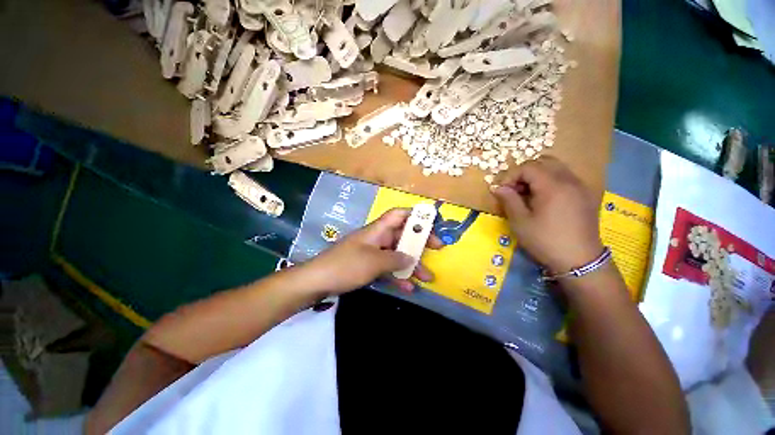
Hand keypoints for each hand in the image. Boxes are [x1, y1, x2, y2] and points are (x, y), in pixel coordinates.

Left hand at [301, 208, 442, 294]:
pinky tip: (409, 288)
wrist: (317, 281)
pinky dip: (398, 275)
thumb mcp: (374, 262)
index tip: (432, 223)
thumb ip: (395, 259)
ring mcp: (373, 253)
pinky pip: (388, 268)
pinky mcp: (368, 266)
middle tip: (437, 249)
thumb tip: (411, 258)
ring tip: (428, 277)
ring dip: (412, 264)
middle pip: (402, 235)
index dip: (415, 215)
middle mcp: (377, 238)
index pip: (398, 214)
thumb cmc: (346, 266)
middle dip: (420, 242)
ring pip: (397, 253)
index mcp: (377, 230)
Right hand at [491, 156, 603, 273]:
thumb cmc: (545, 241)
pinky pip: (565, 178)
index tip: (502, 190)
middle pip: (544, 161)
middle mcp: (569, 180)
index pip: (528, 167)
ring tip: (528, 194)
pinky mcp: (585, 195)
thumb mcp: (520, 222)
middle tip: (515, 189)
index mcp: (552, 186)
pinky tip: (544, 199)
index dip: (511, 176)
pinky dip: (550, 181)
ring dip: (537, 175)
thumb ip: (508, 200)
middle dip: (524, 172)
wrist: (580, 261)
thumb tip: (496, 187)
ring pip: (556, 168)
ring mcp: (580, 187)